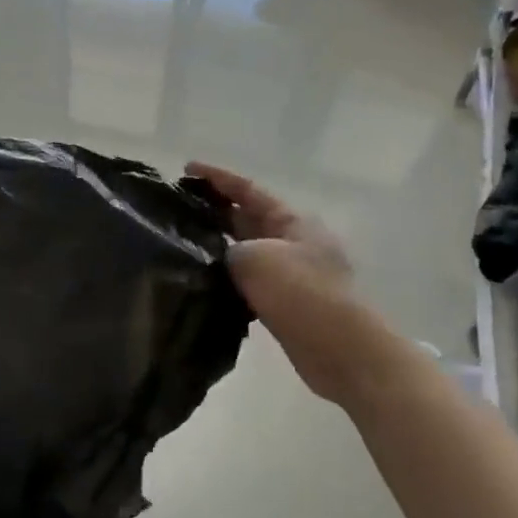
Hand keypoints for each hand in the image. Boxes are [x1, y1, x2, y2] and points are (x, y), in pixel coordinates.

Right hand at [187, 161, 357, 398]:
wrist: (341, 349)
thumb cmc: (301, 293)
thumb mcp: (254, 258)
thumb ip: (228, 249)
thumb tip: (218, 256)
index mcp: (291, 220)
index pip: (247, 189)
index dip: (216, 177)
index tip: (186, 169)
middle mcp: (293, 240)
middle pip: (247, 217)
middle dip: (214, 210)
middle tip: (177, 208)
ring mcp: (291, 272)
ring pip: (247, 250)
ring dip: (219, 246)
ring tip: (182, 243)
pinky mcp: (286, 302)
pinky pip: (250, 280)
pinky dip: (228, 277)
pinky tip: (203, 282)